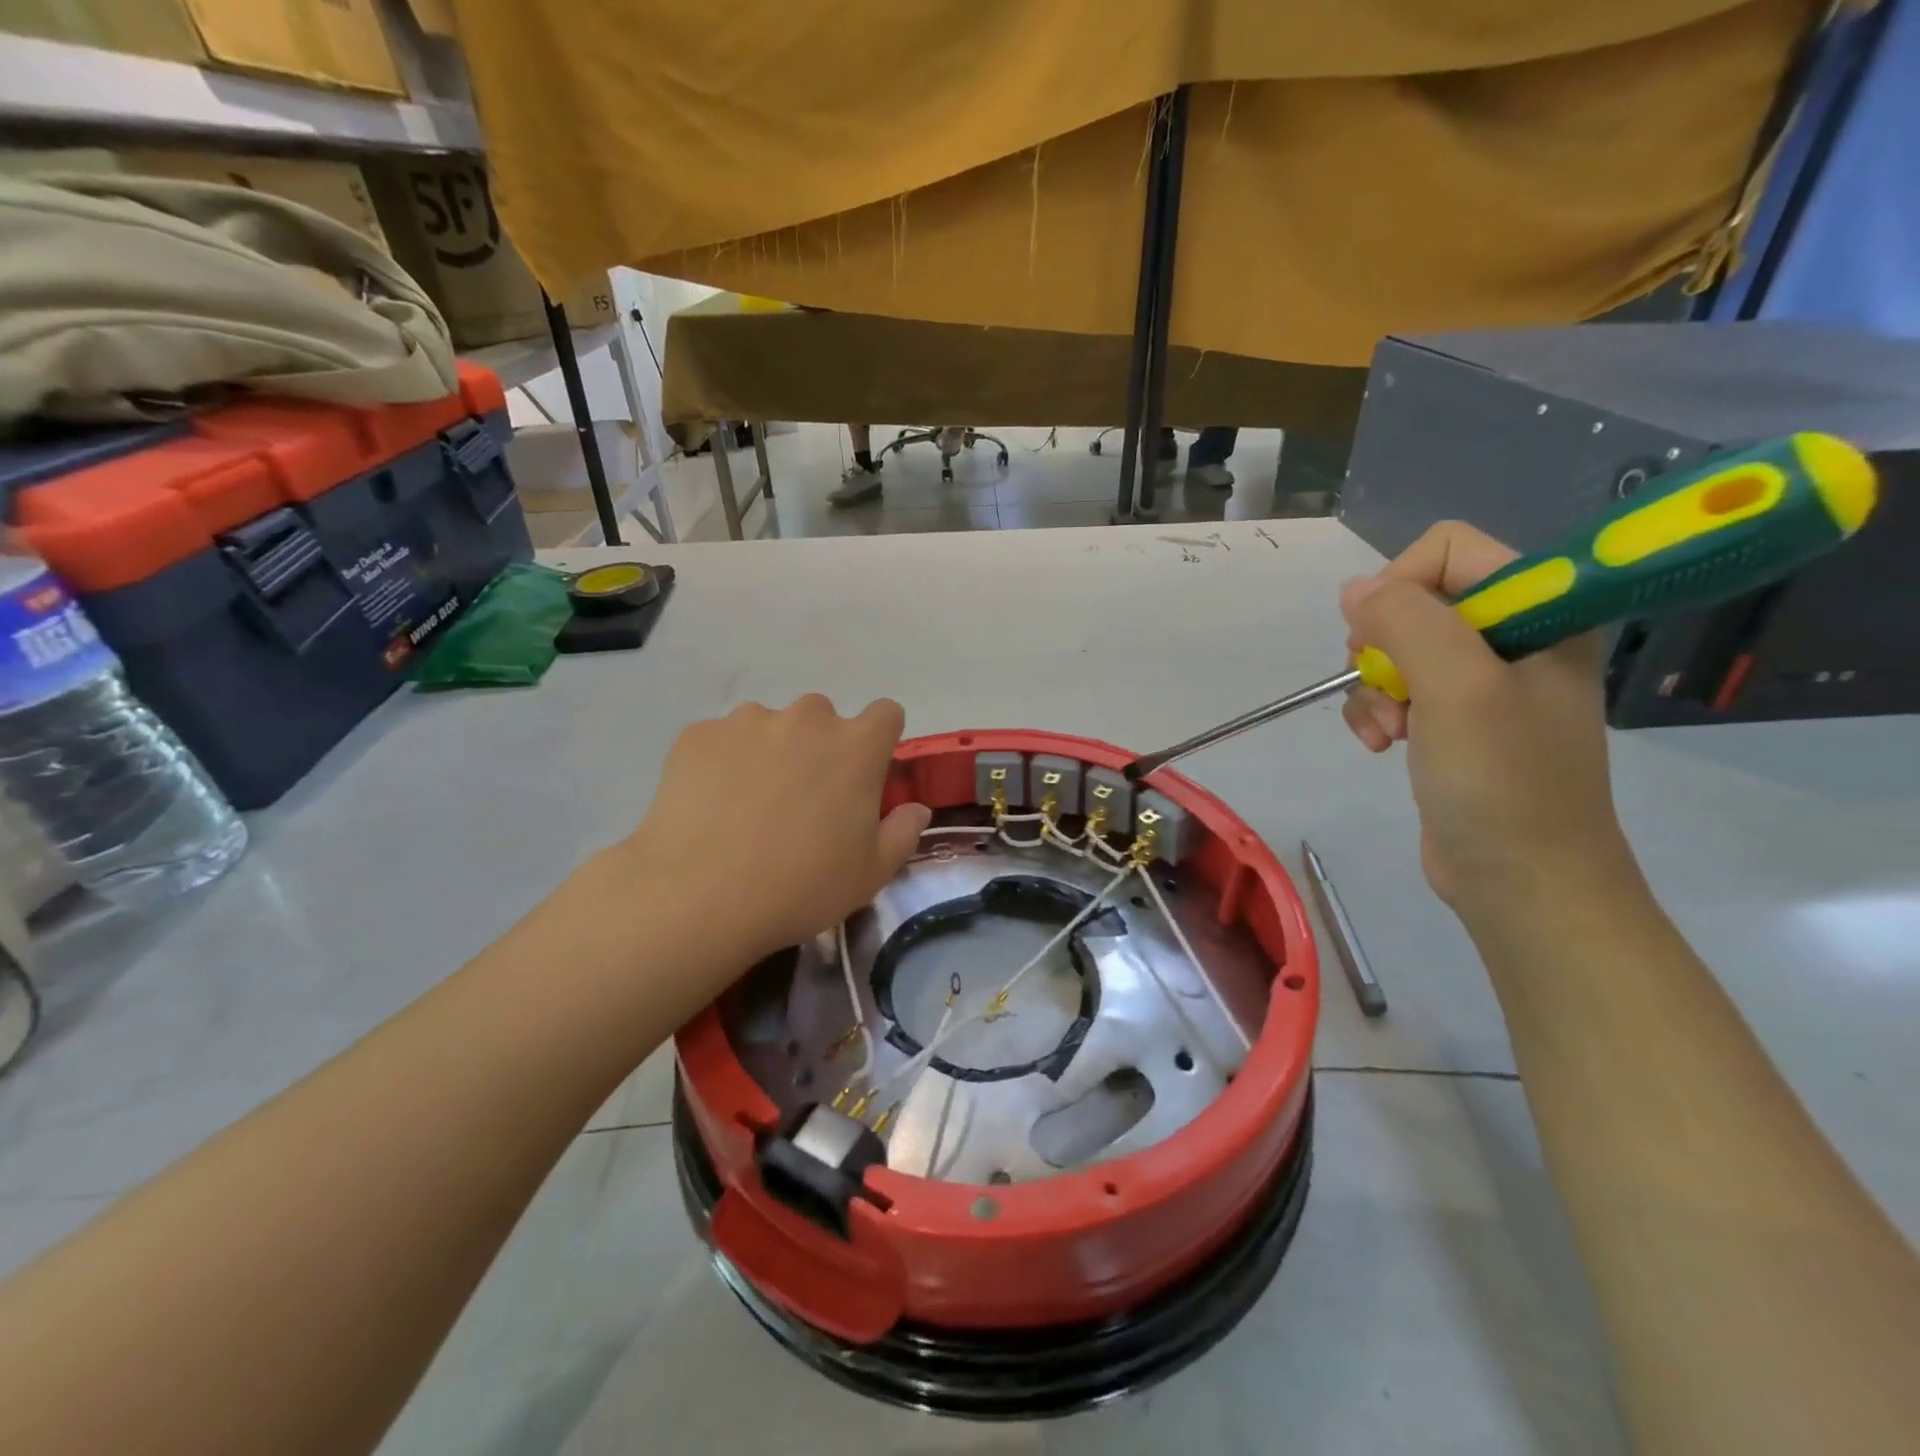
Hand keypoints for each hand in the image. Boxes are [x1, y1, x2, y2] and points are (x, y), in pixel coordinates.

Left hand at [618, 695, 929, 966]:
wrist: (699, 897)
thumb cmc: (801, 886)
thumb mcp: (871, 872)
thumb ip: (903, 832)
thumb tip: (915, 808)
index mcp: (856, 746)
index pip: (885, 714)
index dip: (879, 741)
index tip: (865, 775)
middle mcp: (806, 719)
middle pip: (823, 718)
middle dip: (820, 747)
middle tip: (802, 798)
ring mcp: (747, 722)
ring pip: (770, 725)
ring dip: (771, 751)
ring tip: (749, 803)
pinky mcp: (698, 735)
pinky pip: (724, 739)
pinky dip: (725, 761)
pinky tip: (712, 805)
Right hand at [1339, 522, 1635, 918]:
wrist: (1522, 881)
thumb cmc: (1503, 779)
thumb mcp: (1456, 686)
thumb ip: (1406, 621)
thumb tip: (1354, 590)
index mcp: (1543, 613)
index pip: (1451, 551)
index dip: (1403, 584)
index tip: (1387, 637)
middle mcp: (1514, 640)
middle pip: (1414, 602)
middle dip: (1382, 647)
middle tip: (1389, 690)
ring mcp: (1481, 684)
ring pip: (1394, 651)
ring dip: (1374, 689)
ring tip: (1387, 731)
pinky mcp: (1452, 722)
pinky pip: (1394, 691)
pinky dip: (1375, 714)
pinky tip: (1380, 745)